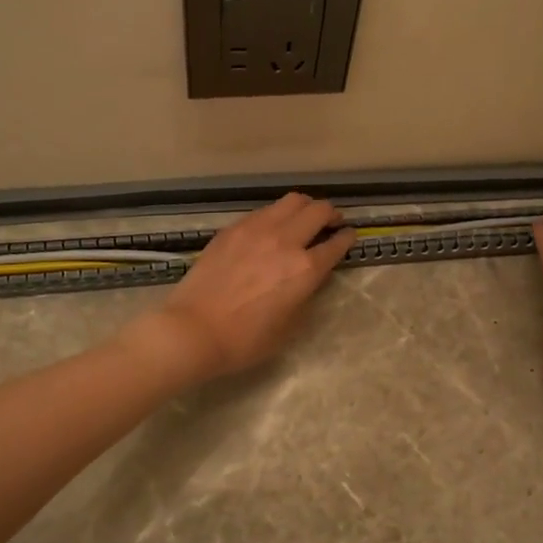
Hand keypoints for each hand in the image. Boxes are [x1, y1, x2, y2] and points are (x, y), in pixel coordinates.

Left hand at [135, 193, 354, 381]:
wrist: (193, 330)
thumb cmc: (244, 340)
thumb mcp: (289, 327)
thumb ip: (305, 296)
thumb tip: (308, 279)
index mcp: (305, 269)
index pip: (336, 244)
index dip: (347, 238)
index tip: (349, 236)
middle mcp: (285, 241)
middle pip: (318, 210)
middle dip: (330, 214)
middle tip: (331, 222)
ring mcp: (256, 229)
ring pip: (291, 201)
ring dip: (304, 207)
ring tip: (303, 218)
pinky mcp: (232, 229)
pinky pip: (263, 211)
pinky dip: (276, 214)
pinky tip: (271, 228)